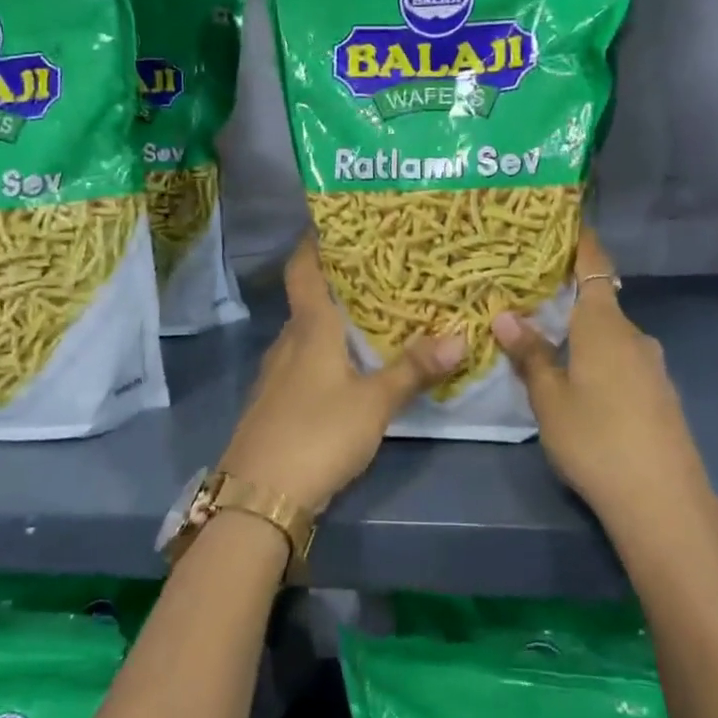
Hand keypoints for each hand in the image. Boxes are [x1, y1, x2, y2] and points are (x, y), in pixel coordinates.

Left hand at [219, 236, 462, 510]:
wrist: (258, 497)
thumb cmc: (316, 435)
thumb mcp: (374, 403)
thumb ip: (413, 370)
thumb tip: (460, 337)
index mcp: (309, 328)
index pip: (303, 268)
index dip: (315, 241)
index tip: (338, 221)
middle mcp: (288, 341)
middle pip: (310, 298)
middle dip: (341, 281)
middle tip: (382, 268)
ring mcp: (276, 374)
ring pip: (308, 332)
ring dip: (336, 319)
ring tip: (375, 313)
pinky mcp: (275, 402)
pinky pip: (305, 361)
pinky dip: (328, 352)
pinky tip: (351, 366)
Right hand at [492, 229, 709, 528]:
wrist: (663, 501)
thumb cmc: (596, 439)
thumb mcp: (549, 399)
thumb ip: (530, 355)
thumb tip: (505, 316)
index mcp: (604, 325)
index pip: (594, 266)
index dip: (582, 242)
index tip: (566, 223)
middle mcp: (634, 336)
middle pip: (600, 302)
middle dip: (569, 298)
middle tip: (531, 299)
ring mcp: (653, 367)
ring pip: (611, 336)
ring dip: (583, 334)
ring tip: (548, 344)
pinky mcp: (661, 395)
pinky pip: (624, 361)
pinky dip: (600, 359)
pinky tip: (582, 385)